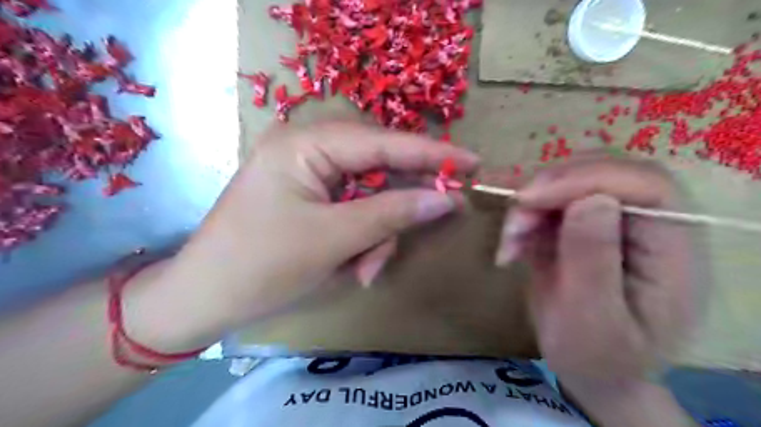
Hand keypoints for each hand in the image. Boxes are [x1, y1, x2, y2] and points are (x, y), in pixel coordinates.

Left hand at [151, 122, 476, 347]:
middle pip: (378, 169)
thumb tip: (446, 199)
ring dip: (377, 234)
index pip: (382, 142)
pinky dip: (362, 238)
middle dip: (398, 207)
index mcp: (305, 144)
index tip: (473, 162)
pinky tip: (353, 265)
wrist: (204, 300)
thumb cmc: (262, 266)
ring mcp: (308, 174)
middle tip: (430, 224)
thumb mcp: (334, 239)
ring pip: (369, 195)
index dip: (431, 154)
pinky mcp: (309, 198)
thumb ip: (393, 214)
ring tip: (365, 270)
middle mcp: (308, 149)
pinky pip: (353, 210)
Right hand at [497, 156, 703, 388]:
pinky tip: (511, 248)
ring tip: (509, 245)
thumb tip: (590, 202)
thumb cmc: (600, 358)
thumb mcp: (594, 323)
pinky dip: (522, 218)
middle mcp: (647, 222)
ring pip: (567, 181)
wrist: (592, 369)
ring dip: (529, 206)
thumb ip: (594, 265)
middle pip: (601, 171)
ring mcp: (610, 220)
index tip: (529, 200)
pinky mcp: (579, 225)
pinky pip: (547, 202)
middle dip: (549, 189)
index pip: (642, 184)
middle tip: (515, 224)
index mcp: (672, 246)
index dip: (584, 179)